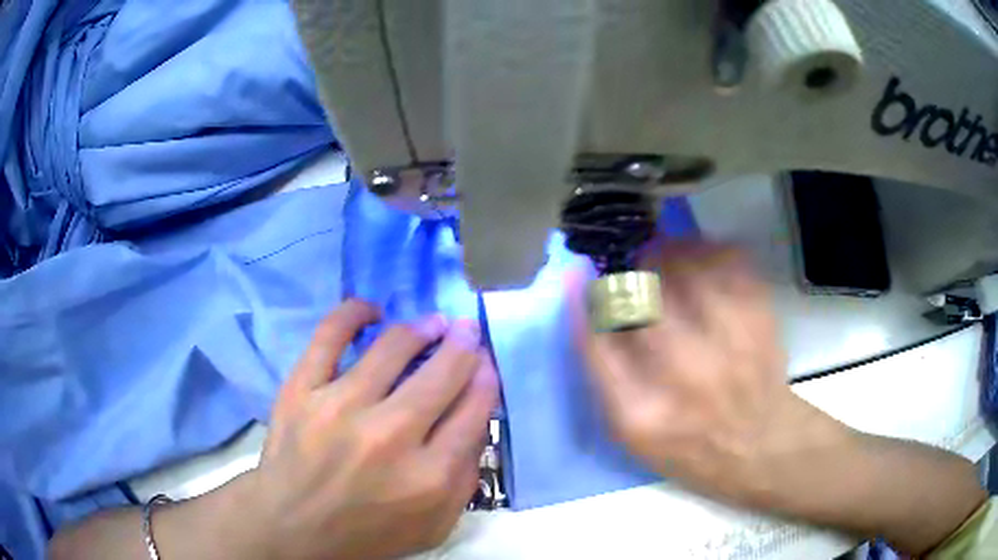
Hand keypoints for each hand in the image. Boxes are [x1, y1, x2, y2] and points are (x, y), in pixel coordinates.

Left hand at [248, 300, 497, 559]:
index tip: (486, 363)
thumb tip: (477, 419)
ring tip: (431, 324)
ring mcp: (340, 408)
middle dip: (464, 345)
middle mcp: (389, 437)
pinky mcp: (301, 390)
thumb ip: (465, 479)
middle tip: (467, 331)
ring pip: (392, 347)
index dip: (486, 378)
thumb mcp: (434, 526)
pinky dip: (353, 313)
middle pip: (442, 373)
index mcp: (428, 476)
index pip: (474, 410)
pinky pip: (330, 335)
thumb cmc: (367, 533)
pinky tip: (370, 310)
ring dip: (421, 328)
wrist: (292, 527)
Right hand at [576, 240, 985, 554]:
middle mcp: (689, 381)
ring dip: (677, 250)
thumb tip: (599, 318)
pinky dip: (722, 253)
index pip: (603, 345)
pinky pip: (742, 274)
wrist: (791, 466)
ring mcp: (737, 355)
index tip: (578, 269)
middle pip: (650, 300)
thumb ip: (619, 383)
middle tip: (622, 242)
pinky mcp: (772, 334)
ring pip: (698, 275)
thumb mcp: (649, 443)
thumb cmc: (715, 467)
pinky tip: (712, 251)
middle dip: (630, 262)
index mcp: (651, 417)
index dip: (588, 301)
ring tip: (668, 242)